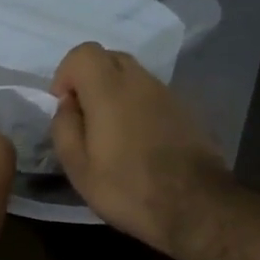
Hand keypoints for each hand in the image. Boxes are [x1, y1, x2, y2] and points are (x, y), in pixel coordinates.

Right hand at [50, 42, 233, 253]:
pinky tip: (139, 142)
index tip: (65, 104)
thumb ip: (65, 127)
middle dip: (91, 79)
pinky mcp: (187, 111)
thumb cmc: (128, 189)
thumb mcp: (78, 168)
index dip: (67, 73)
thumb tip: (68, 105)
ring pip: (134, 76)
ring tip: (112, 133)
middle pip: (110, 58)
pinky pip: (153, 96)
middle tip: (85, 117)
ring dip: (116, 94)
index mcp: (109, 90)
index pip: (84, 52)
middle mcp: (141, 81)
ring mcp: (168, 94)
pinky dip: (139, 107)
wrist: (195, 206)